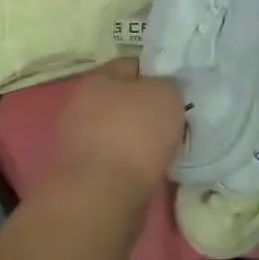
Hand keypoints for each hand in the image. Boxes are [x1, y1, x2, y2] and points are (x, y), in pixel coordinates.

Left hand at [53, 58, 184, 206]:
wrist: (104, 195)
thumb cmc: (135, 133)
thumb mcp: (165, 94)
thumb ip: (168, 85)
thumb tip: (164, 90)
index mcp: (97, 79)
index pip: (132, 65)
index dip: (158, 73)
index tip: (179, 88)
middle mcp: (82, 105)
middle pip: (125, 100)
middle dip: (149, 108)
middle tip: (177, 118)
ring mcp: (80, 141)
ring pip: (121, 131)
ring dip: (142, 138)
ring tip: (169, 147)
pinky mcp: (85, 172)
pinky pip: (118, 158)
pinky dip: (134, 162)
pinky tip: (153, 169)